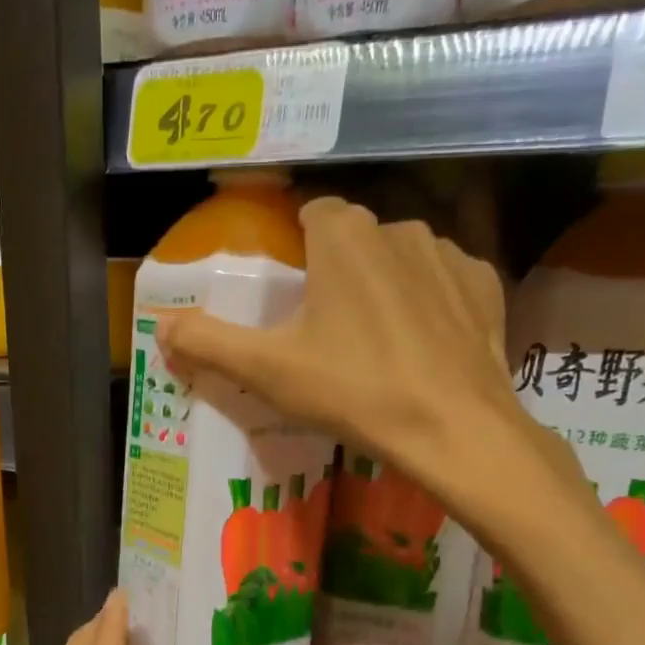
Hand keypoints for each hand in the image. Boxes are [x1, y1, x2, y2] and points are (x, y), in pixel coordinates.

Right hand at [157, 196, 579, 543]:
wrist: (452, 428)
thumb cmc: (353, 390)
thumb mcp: (267, 371)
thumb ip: (208, 342)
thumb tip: (160, 325)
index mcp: (343, 235)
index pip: (311, 215)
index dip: (296, 251)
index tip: (291, 296)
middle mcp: (398, 227)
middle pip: (354, 240)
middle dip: (338, 272)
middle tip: (325, 332)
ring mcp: (448, 254)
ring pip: (399, 259)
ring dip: (383, 286)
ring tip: (375, 344)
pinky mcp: (484, 286)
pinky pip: (443, 282)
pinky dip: (428, 304)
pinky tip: (421, 346)